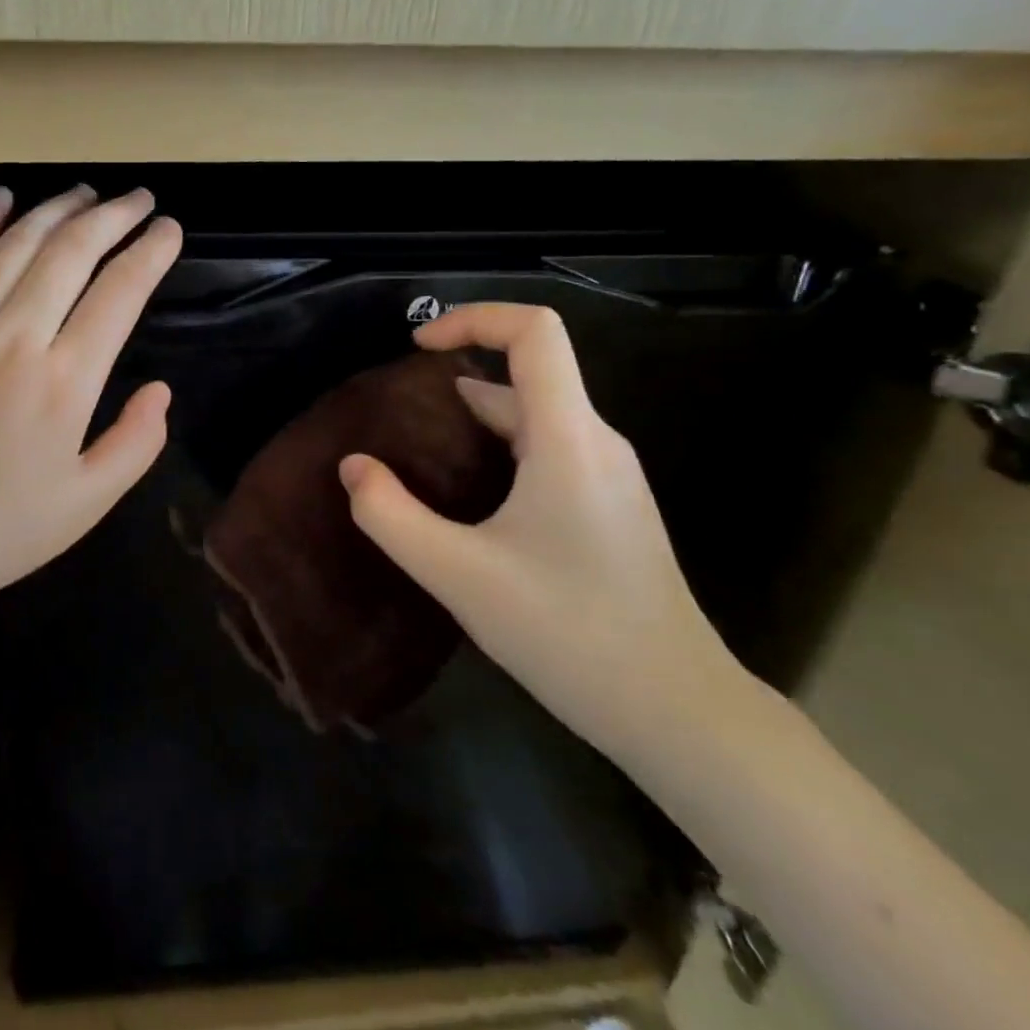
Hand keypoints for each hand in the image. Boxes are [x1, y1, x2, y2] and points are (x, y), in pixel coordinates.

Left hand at [0, 185, 181, 619]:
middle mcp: (16, 336)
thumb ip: (137, 442)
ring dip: (57, 209)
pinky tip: (2, 198)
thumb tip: (160, 389)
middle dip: (114, 216)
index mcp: (65, 381)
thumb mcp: (89, 503)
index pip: (120, 291)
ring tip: (85, 193)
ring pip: (17, 242)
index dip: (151, 252)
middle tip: (139, 200)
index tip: (170, 230)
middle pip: (72, 250)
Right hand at [338, 302, 750, 769]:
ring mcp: (608, 475)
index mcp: (568, 439)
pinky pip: (547, 447)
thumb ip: (391, 516)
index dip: (474, 318)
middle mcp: (595, 441)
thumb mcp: (457, 574)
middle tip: (398, 411)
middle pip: (529, 371)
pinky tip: (467, 494)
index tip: (417, 346)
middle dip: (458, 372)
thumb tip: (353, 468)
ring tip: (419, 450)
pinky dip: (498, 446)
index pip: (535, 333)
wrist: (676, 711)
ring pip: (535, 413)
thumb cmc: (568, 633)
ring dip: (474, 416)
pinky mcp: (608, 505)